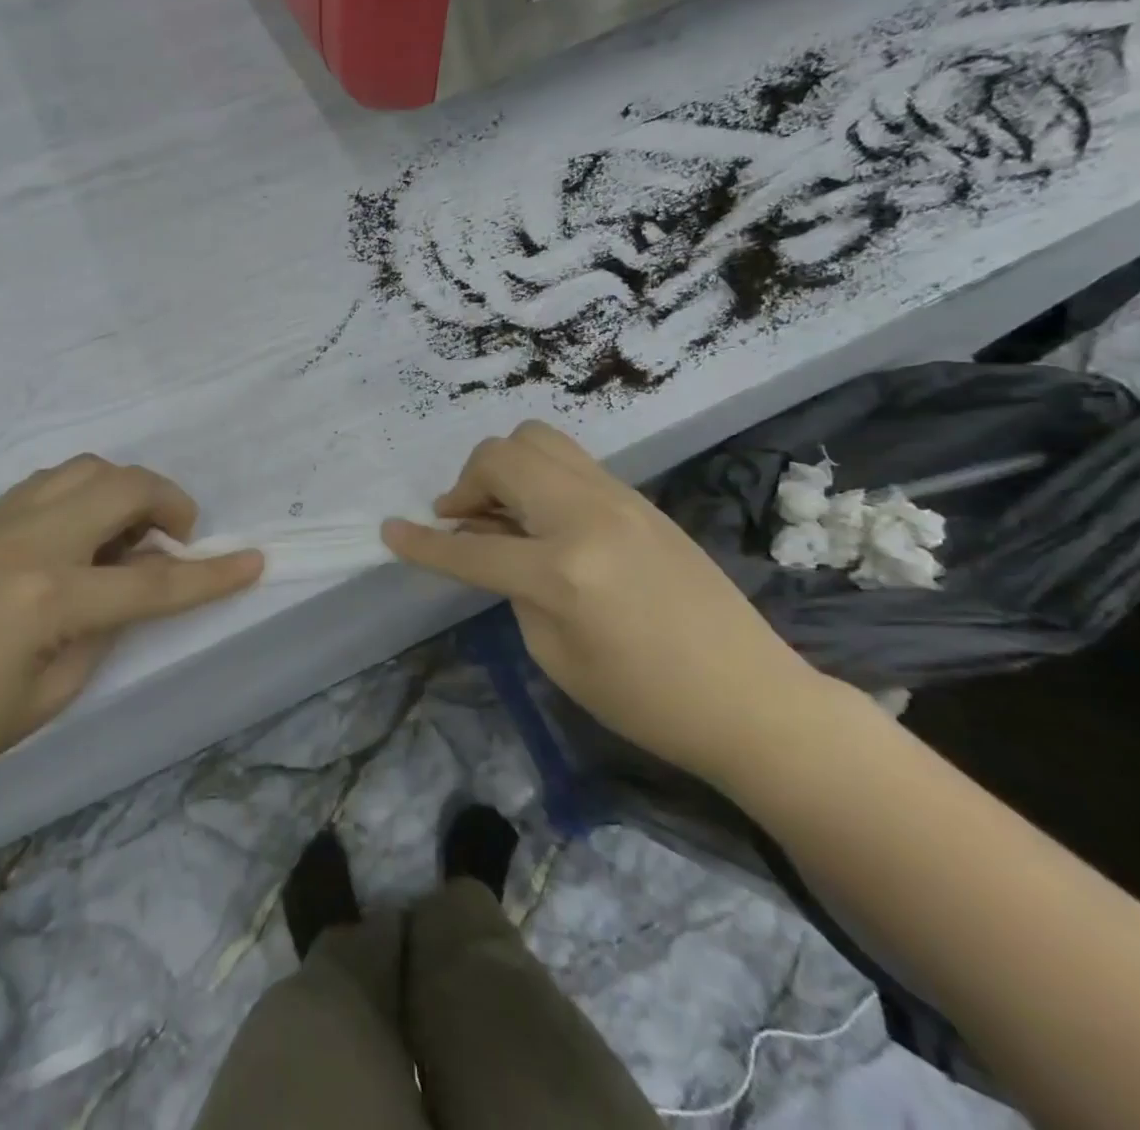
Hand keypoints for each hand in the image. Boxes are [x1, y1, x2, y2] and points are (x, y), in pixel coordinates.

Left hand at [0, 456, 263, 809]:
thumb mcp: (51, 693)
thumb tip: (137, 584)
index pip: (153, 583)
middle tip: (178, 540)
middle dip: (170, 502)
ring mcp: (0, 523)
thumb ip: (105, 628)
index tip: (256, 561)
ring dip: (125, 490)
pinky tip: (84, 534)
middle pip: (123, 487)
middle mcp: (30, 541)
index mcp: (49, 596)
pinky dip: (87, 493)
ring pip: (86, 468)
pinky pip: (52, 483)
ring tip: (130, 535)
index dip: (211, 576)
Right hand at [382, 422, 829, 784]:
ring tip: (500, 510)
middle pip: (501, 458)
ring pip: (537, 440)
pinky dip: (538, 475)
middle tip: (461, 520)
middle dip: (466, 484)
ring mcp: (618, 498)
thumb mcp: (556, 654)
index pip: (470, 547)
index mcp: (561, 570)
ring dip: (503, 468)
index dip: (421, 544)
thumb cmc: (646, 700)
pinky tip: (541, 517)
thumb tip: (493, 546)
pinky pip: (570, 462)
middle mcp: (587, 516)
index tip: (388, 532)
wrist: (750, 696)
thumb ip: (514, 589)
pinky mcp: (639, 498)